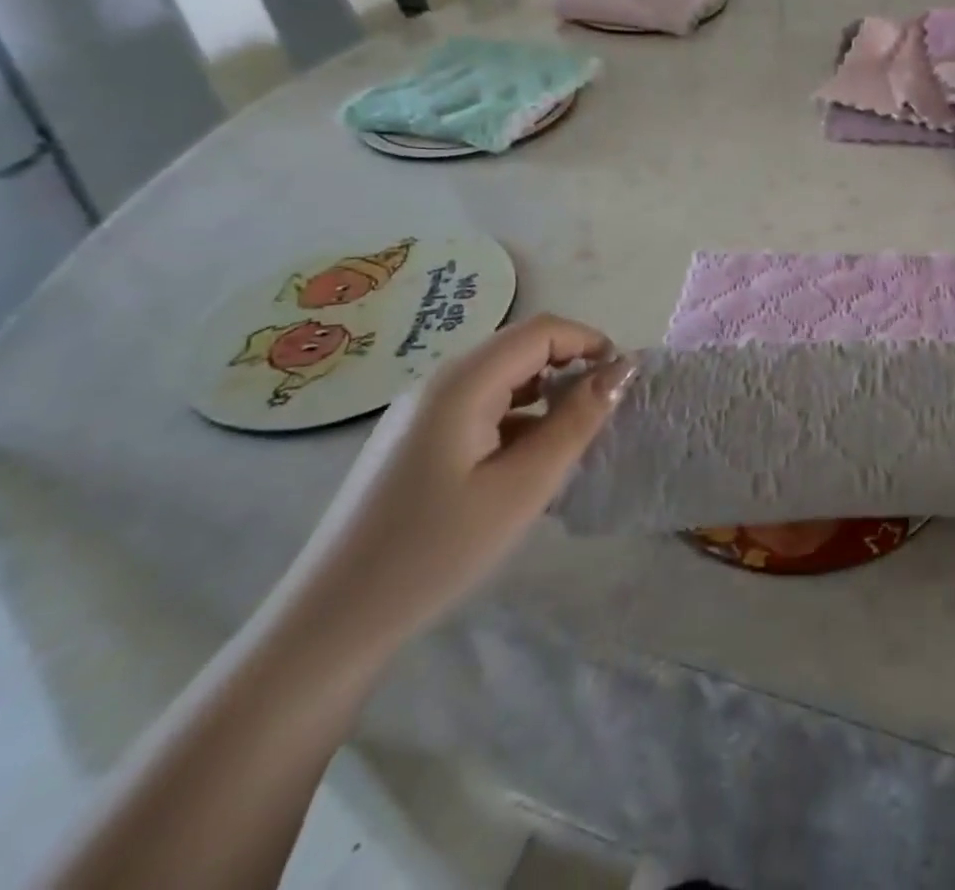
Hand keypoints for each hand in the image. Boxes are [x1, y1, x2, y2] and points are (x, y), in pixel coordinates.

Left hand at [266, 314, 634, 660]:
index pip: (542, 331)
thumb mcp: (523, 487)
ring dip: (545, 394)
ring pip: (501, 378)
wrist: (331, 623)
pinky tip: (525, 463)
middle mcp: (438, 382)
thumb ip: (576, 421)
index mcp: (462, 383)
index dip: (590, 342)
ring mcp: (420, 411)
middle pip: (520, 348)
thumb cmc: (436, 551)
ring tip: (570, 441)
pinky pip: (479, 406)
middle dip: (570, 367)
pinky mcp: (413, 440)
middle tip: (602, 415)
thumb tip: (621, 370)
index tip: (623, 382)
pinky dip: (517, 418)